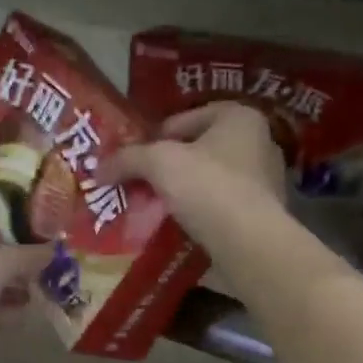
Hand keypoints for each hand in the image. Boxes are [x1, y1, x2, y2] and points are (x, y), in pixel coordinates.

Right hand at [100, 104, 284, 245]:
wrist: (249, 244)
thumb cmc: (208, 187)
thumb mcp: (158, 163)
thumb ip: (127, 159)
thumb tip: (98, 169)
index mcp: (240, 118)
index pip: (186, 118)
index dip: (154, 137)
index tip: (134, 160)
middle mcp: (259, 144)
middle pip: (199, 151)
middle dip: (169, 168)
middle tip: (140, 185)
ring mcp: (265, 183)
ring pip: (210, 182)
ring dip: (183, 194)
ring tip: (153, 210)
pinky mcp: (262, 217)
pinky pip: (221, 209)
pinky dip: (199, 216)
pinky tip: (177, 230)